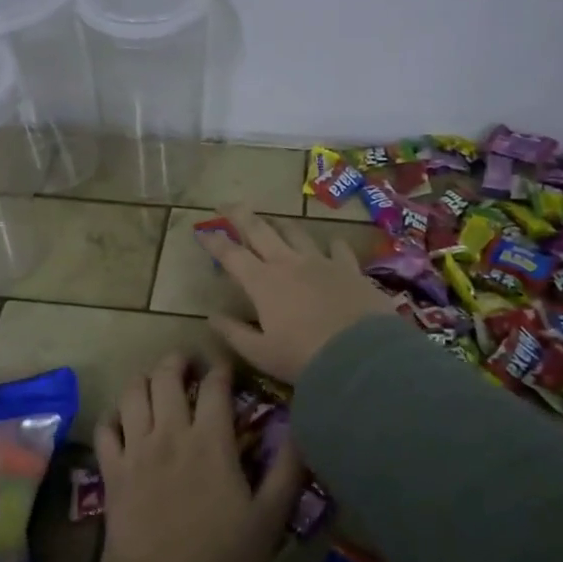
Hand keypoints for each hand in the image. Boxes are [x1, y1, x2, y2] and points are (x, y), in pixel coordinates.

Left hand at [95, 355, 304, 561]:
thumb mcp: (268, 520)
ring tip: (155, 381)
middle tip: (187, 363)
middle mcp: (170, 433)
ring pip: (133, 393)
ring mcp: (136, 449)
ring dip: (145, 379)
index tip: (226, 366)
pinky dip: (113, 416)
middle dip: (177, 360)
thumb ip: (286, 472)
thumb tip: (301, 430)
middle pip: (166, 376)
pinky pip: (106, 428)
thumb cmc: (220, 560)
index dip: (221, 368)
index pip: (215, 386)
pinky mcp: (112, 470)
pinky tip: (123, 419)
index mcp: (210, 441)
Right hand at [196, 208, 400, 381]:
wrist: (360, 356)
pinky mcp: (349, 269)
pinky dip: (331, 244)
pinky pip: (338, 248)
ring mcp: (320, 262)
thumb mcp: (260, 353)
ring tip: (273, 220)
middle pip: (260, 231)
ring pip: (296, 233)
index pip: (231, 255)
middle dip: (241, 216)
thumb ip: (234, 333)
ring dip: (281, 224)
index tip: (201, 231)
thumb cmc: (303, 357)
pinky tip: (331, 242)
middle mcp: (288, 264)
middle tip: (228, 204)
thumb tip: (212, 316)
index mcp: (262, 283)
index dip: (214, 241)